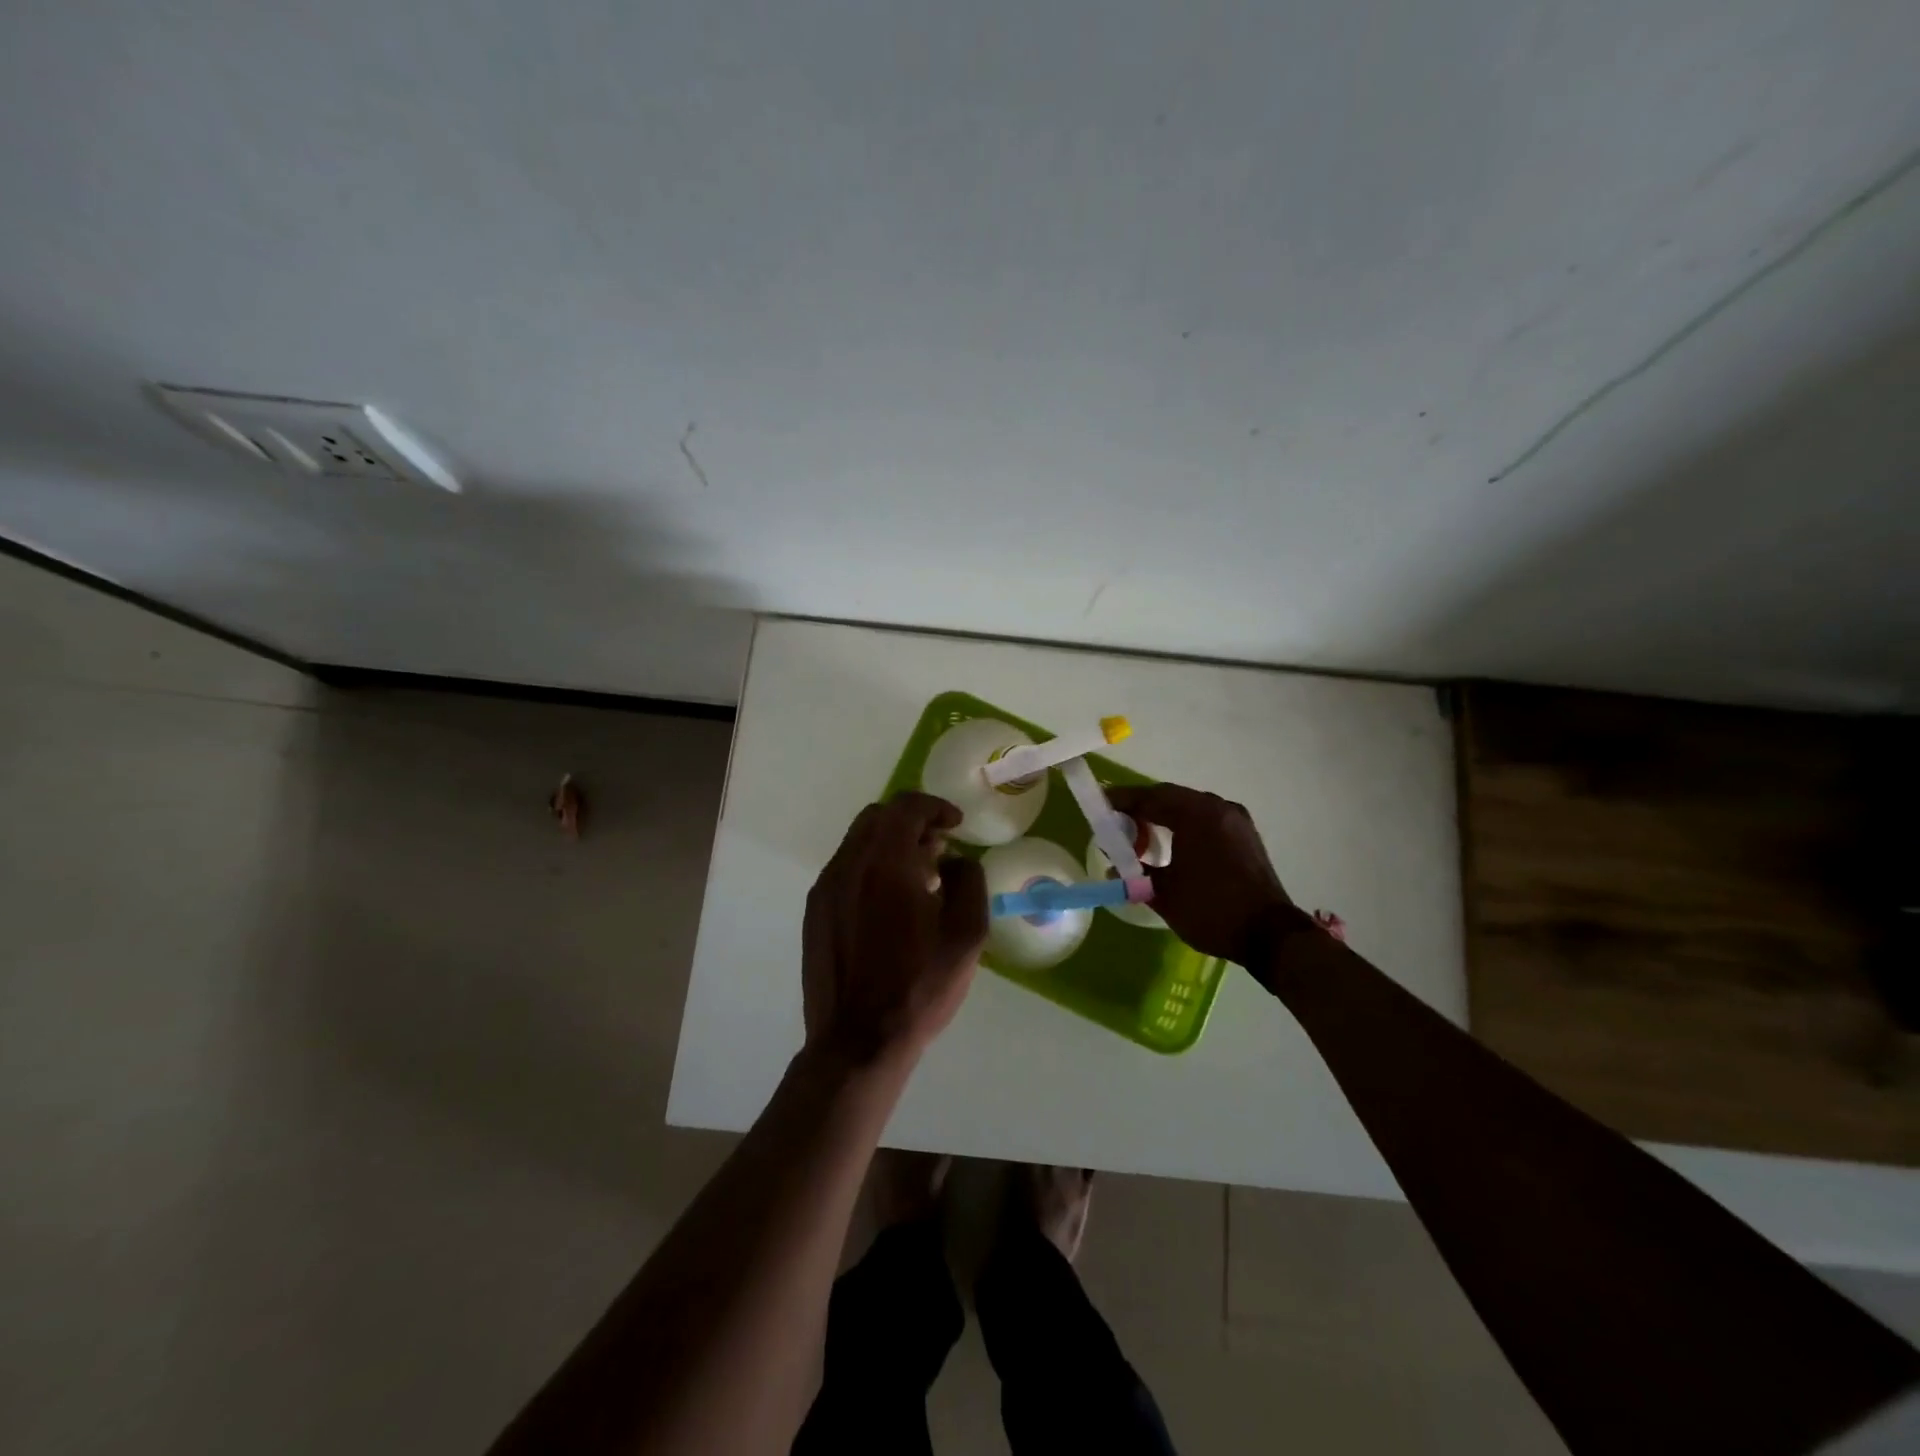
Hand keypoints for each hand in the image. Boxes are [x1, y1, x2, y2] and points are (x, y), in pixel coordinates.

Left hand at [802, 791, 988, 1064]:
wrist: (858, 1041)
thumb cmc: (919, 986)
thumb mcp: (967, 934)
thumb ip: (969, 881)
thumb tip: (956, 861)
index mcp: (885, 862)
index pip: (906, 806)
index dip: (935, 807)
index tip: (956, 825)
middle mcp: (848, 864)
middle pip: (878, 817)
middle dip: (912, 822)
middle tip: (939, 849)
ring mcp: (826, 888)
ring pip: (858, 842)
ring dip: (890, 845)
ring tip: (918, 879)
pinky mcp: (815, 911)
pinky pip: (845, 869)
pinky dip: (871, 867)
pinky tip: (890, 905)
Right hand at [1106, 782, 1310, 966]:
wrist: (1269, 935)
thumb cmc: (1210, 910)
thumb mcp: (1163, 893)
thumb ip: (1134, 873)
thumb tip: (1114, 867)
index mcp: (1196, 814)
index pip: (1150, 797)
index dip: (1123, 800)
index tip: (1101, 804)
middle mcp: (1218, 807)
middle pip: (1171, 796)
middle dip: (1142, 806)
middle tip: (1118, 820)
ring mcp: (1236, 820)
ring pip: (1191, 806)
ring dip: (1164, 814)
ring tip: (1142, 832)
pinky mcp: (1246, 836)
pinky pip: (1207, 819)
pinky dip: (1185, 823)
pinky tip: (1173, 841)